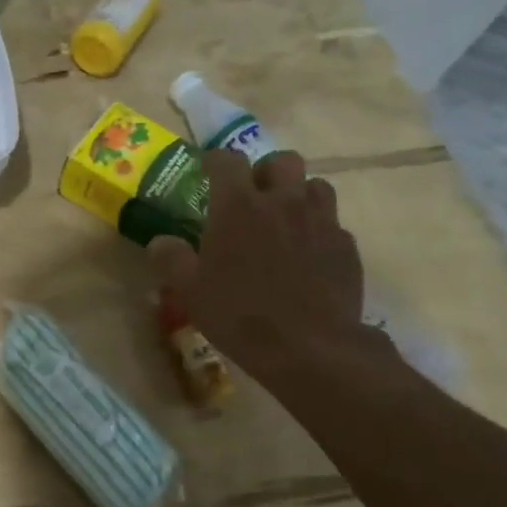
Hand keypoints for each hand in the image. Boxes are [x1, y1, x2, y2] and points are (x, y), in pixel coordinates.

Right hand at [148, 149, 386, 394]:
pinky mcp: (346, 246)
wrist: (309, 346)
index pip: (227, 160)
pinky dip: (317, 229)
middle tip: (252, 195)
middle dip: (265, 170)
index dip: (214, 160)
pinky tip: (307, 255)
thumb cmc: (239, 313)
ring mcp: (320, 221)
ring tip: (284, 219)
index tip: (206, 170)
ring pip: (315, 186)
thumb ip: (171, 259)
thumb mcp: (189, 291)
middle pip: (281, 160)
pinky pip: (332, 223)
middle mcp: (282, 201)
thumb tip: (160, 242)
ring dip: (297, 194)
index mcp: (238, 206)